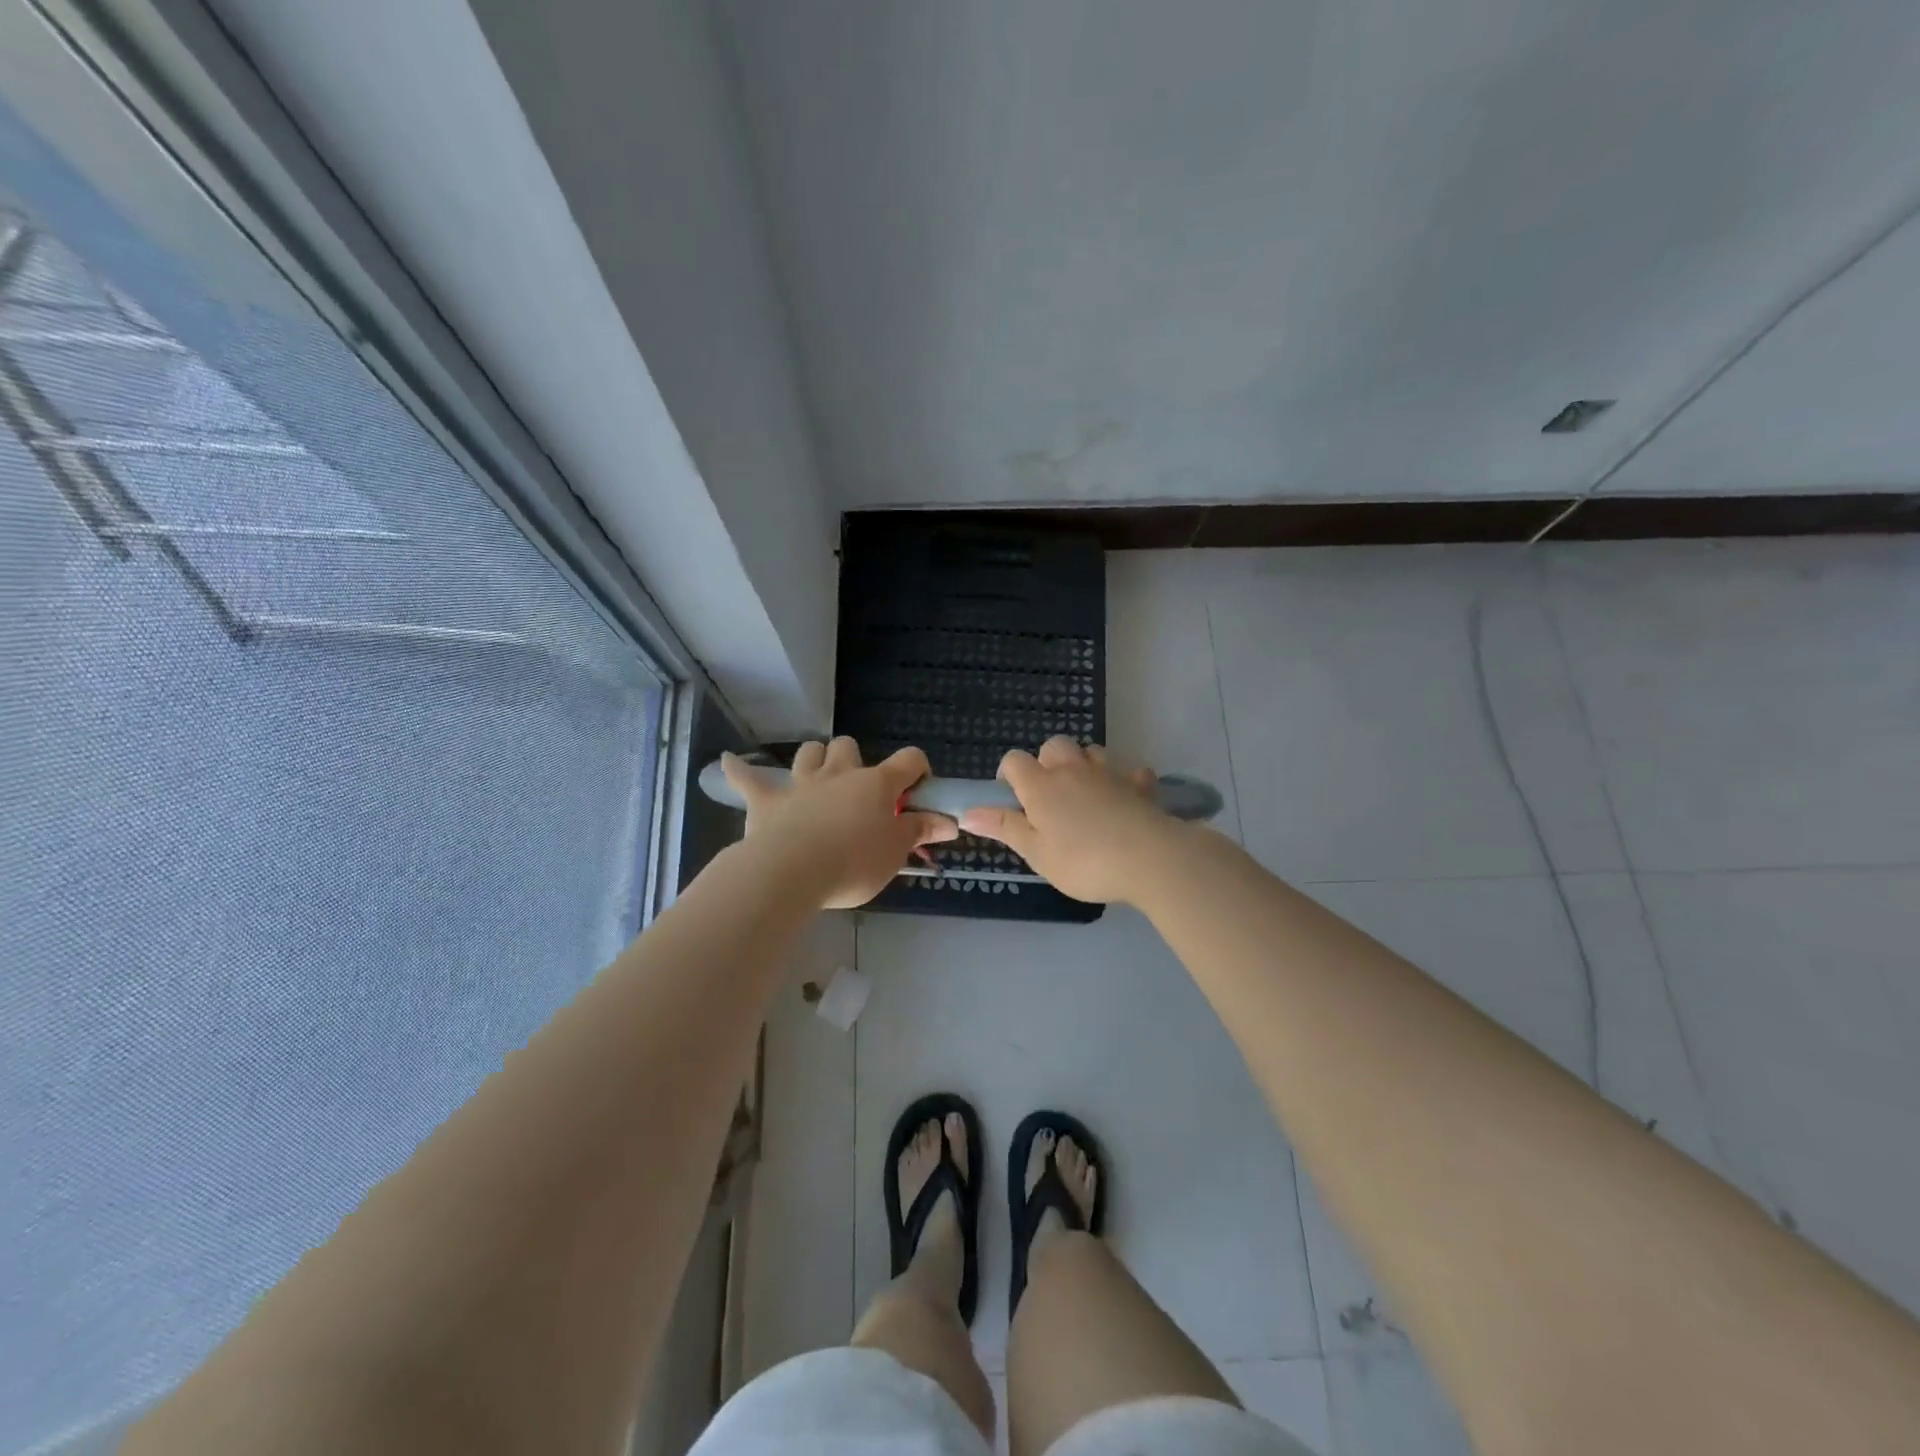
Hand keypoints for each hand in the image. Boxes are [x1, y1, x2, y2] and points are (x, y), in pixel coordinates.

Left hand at [721, 739, 956, 908]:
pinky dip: (738, 770)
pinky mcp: (766, 801)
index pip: (908, 760)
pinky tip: (727, 762)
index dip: (918, 770)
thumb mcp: (896, 852)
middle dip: (855, 760)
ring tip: (818, 777)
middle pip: (849, 746)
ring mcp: (800, 784)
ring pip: (809, 753)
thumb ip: (920, 831)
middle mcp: (839, 774)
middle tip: (859, 792)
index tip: (919, 791)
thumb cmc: (853, 862)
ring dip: (815, 759)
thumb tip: (949, 821)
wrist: (792, 872)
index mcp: (876, 784)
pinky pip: (748, 779)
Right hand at [960, 737, 1181, 904]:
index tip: (1014, 801)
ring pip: (1090, 751)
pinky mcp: (1139, 784)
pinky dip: (1124, 780)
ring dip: (1083, 765)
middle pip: (1053, 745)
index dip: (1009, 775)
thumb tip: (967, 813)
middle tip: (1050, 797)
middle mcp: (1072, 769)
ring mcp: (1108, 773)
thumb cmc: (1083, 861)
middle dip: (1047, 763)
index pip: (1014, 761)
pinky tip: (1124, 799)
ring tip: (1084, 795)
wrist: (1148, 858)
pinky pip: (1129, 771)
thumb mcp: (1036, 853)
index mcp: (1041, 786)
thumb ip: (1004, 828)